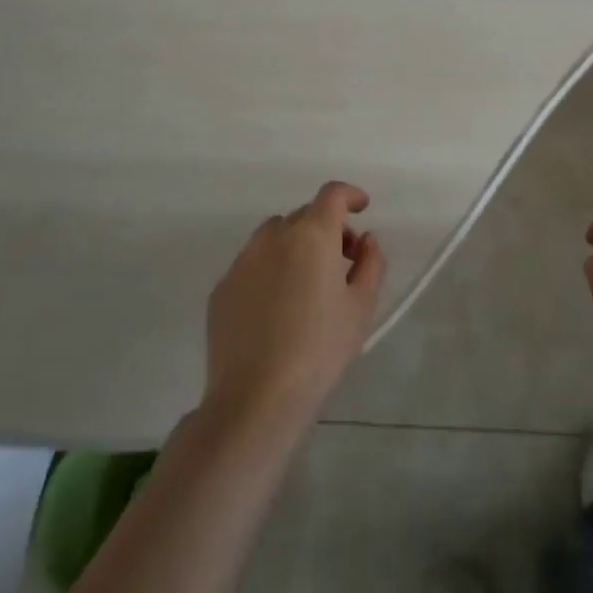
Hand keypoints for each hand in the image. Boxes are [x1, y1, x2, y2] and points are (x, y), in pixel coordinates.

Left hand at [203, 181, 384, 435]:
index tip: (363, 208)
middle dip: (328, 228)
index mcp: (312, 236)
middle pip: (305, 215)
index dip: (351, 195)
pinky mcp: (222, 288)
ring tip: (307, 283)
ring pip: (274, 236)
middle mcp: (274, 237)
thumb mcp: (361, 306)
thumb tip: (366, 240)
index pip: (332, 195)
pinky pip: (252, 264)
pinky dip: (270, 269)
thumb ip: (371, 262)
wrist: (256, 398)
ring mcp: (242, 261)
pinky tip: (277, 308)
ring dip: (296, 245)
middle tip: (343, 262)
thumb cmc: (320, 349)